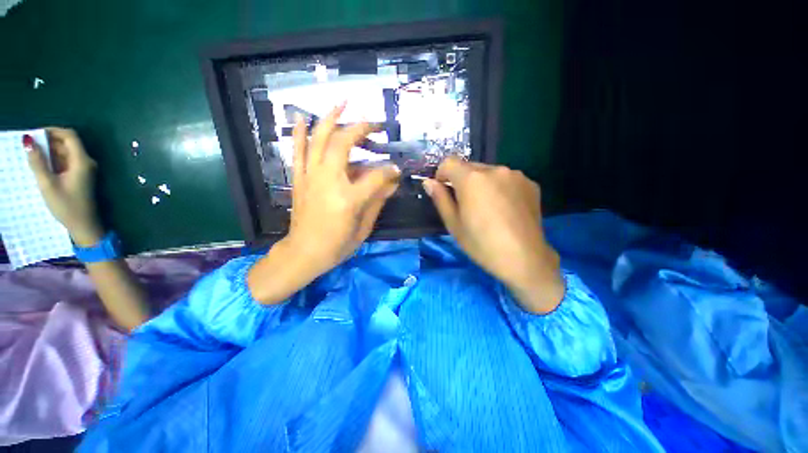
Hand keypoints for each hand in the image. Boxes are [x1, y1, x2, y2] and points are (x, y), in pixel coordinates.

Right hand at [25, 128, 103, 245]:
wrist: (84, 225)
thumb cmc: (66, 206)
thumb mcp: (47, 184)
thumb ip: (38, 162)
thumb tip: (28, 140)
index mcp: (82, 161)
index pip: (70, 135)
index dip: (53, 130)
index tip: (35, 133)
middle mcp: (86, 162)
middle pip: (68, 143)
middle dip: (49, 140)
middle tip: (29, 145)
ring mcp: (84, 169)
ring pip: (66, 152)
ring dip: (50, 150)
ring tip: (32, 155)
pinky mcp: (80, 176)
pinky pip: (66, 161)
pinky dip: (54, 160)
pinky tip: (41, 165)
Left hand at [247, 103, 400, 302]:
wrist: (304, 253)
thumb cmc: (338, 245)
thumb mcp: (364, 227)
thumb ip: (378, 201)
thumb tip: (393, 182)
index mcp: (349, 198)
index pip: (376, 175)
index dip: (389, 171)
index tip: (397, 169)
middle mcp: (328, 181)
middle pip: (344, 144)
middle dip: (361, 129)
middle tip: (375, 124)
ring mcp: (311, 177)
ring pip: (319, 140)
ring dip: (331, 119)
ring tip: (342, 103)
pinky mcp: (299, 179)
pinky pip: (298, 151)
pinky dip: (299, 133)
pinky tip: (301, 117)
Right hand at [423, 158, 563, 312]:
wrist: (524, 259)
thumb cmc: (481, 244)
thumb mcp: (453, 223)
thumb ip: (440, 198)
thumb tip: (429, 182)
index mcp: (472, 179)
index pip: (449, 162)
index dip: (442, 174)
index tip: (444, 191)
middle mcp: (494, 169)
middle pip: (469, 167)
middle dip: (462, 180)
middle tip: (466, 205)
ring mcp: (516, 175)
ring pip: (489, 173)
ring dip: (482, 184)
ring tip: (487, 208)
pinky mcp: (530, 184)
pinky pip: (506, 179)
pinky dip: (499, 188)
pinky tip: (504, 209)